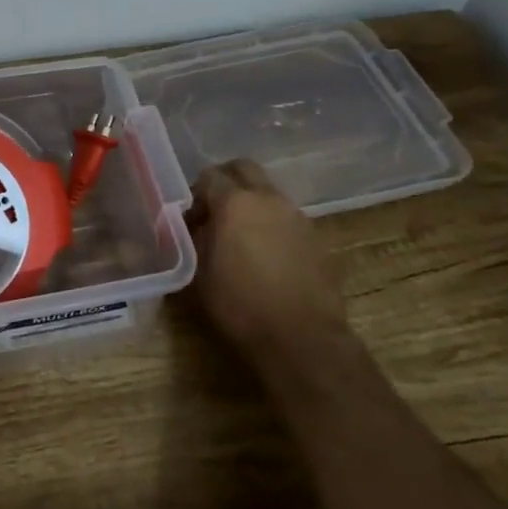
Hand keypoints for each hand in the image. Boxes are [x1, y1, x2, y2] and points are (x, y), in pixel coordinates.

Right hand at [189, 159, 348, 363]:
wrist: (302, 340)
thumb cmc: (240, 306)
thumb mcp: (199, 273)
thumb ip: (194, 239)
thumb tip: (193, 227)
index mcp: (235, 202)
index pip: (209, 176)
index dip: (196, 195)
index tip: (190, 220)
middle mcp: (268, 199)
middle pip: (244, 169)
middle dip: (226, 181)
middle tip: (215, 211)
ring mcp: (297, 216)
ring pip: (269, 192)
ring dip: (252, 204)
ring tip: (242, 237)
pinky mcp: (317, 238)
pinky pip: (288, 218)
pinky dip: (273, 225)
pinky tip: (267, 256)